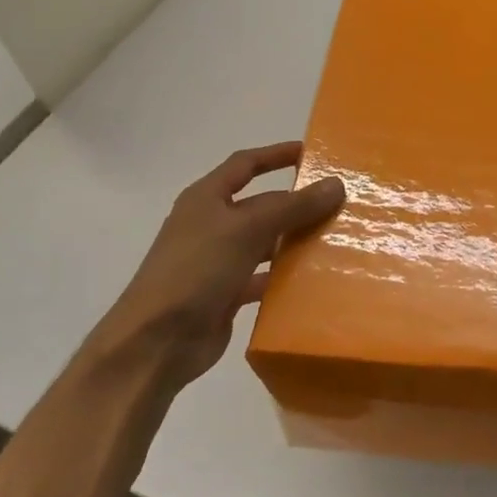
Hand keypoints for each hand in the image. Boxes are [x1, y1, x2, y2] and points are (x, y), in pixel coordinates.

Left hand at [91, 142, 344, 387]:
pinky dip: (285, 278)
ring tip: (336, 241)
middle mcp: (211, 225)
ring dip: (295, 241)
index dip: (277, 155)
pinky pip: (263, 278)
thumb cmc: (196, 270)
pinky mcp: (226, 294)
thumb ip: (293, 207)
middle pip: (261, 206)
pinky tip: (315, 280)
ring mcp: (217, 261)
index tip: (312, 154)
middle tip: (340, 205)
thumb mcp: (247, 230)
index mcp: (206, 199)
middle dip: (297, 204)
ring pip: (265, 243)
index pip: (245, 165)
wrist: (155, 342)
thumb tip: (337, 184)